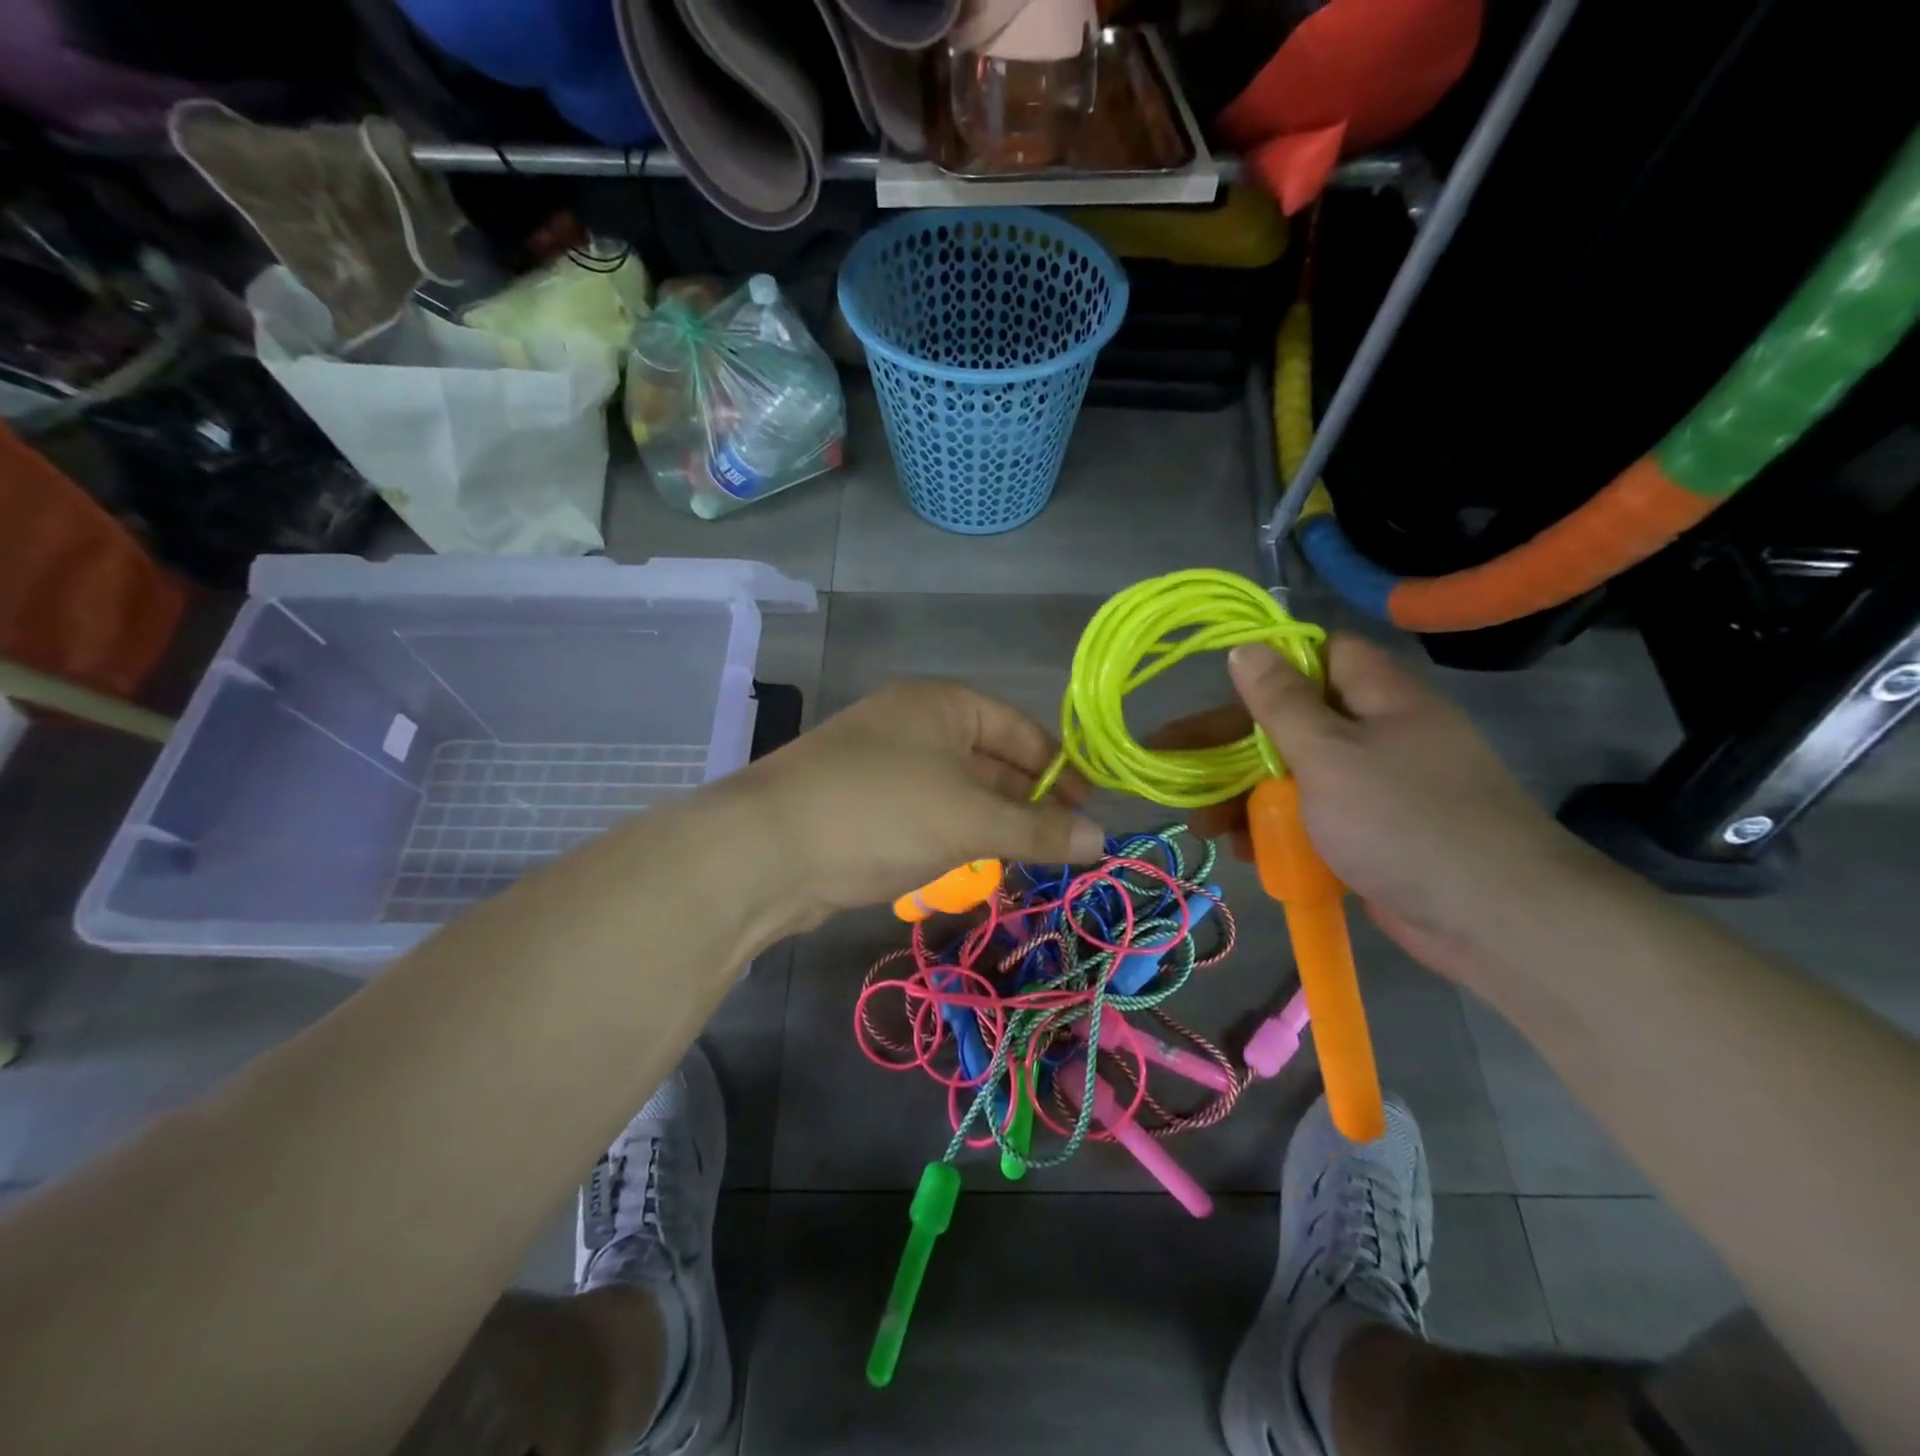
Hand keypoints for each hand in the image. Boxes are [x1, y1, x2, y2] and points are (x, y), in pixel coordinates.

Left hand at [735, 679, 1104, 925]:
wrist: (766, 851)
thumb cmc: (881, 812)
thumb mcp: (969, 818)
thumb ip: (1038, 829)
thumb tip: (1104, 840)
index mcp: (941, 705)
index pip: (1020, 729)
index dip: (1059, 769)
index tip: (1089, 811)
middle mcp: (913, 726)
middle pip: (991, 760)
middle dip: (1029, 802)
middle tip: (1067, 845)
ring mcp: (885, 767)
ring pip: (959, 793)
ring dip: (994, 824)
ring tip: (1032, 863)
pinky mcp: (865, 808)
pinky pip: (928, 816)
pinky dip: (957, 838)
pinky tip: (978, 868)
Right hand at [1154, 636, 1590, 973]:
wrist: (1494, 919)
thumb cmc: (1402, 820)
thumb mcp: (1329, 753)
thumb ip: (1281, 703)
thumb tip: (1246, 648)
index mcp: (1378, 698)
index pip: (1319, 655)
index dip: (1270, 666)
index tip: (1220, 691)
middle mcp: (1378, 735)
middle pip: (1291, 724)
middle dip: (1231, 749)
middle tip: (1174, 768)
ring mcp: (1377, 789)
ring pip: (1296, 777)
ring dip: (1246, 798)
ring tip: (1203, 826)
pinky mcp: (1373, 835)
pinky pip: (1313, 820)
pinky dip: (1277, 832)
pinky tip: (1245, 851)